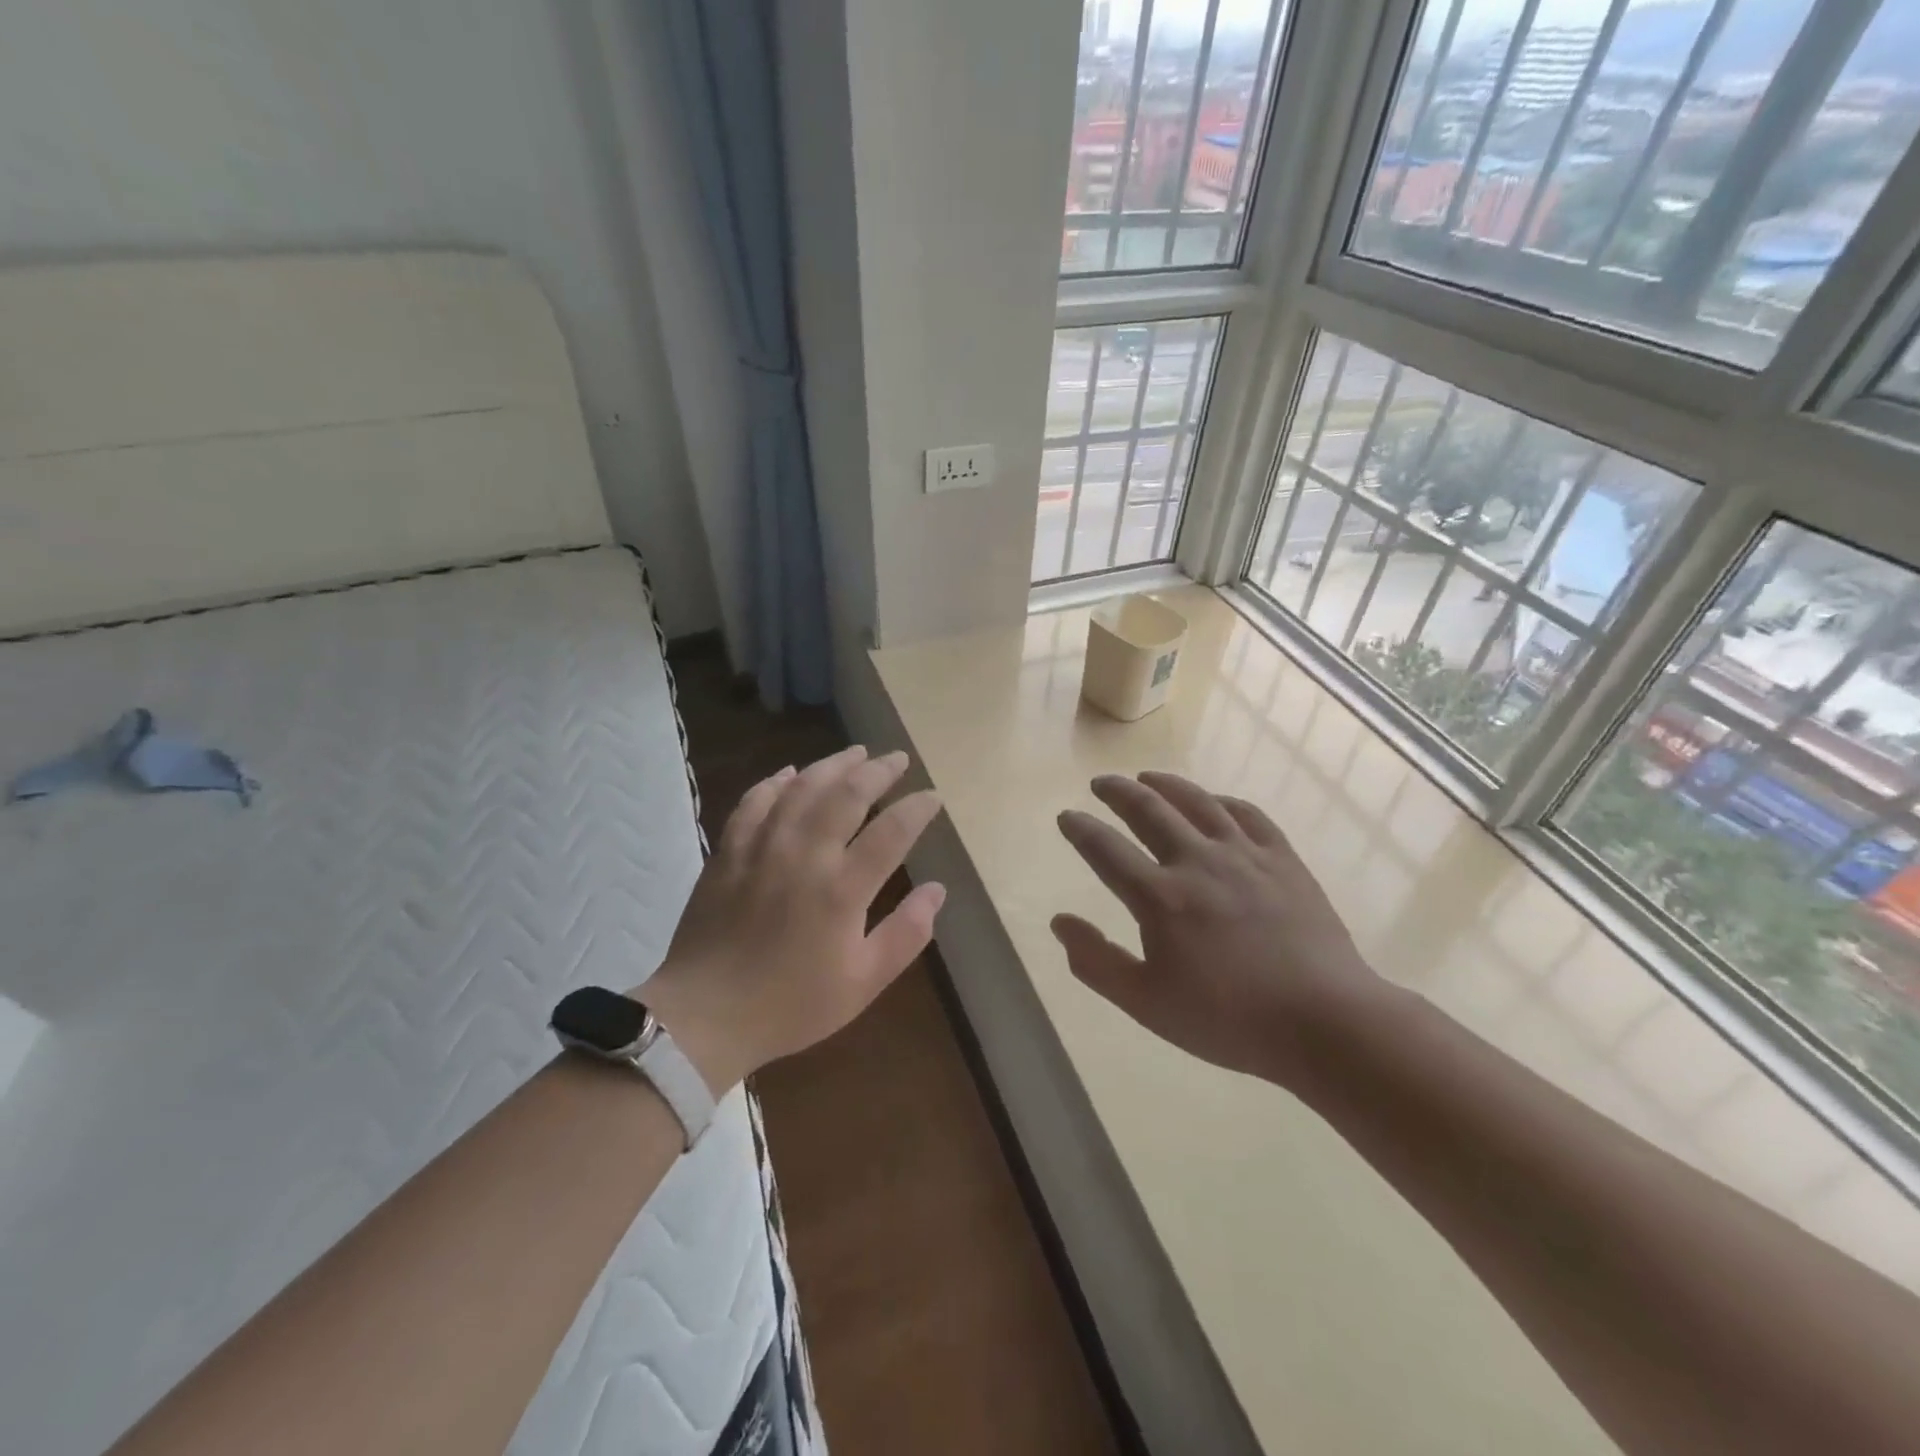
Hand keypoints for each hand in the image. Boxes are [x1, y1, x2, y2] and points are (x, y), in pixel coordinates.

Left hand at [640, 746, 945, 1094]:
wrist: (704, 1016)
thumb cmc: (791, 1004)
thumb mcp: (863, 983)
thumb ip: (906, 933)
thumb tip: (937, 889)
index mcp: (842, 890)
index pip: (891, 832)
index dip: (917, 809)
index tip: (932, 797)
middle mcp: (804, 856)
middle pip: (847, 795)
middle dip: (878, 771)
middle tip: (898, 758)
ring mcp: (762, 848)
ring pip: (802, 788)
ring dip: (833, 765)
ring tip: (856, 753)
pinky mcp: (729, 852)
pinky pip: (754, 801)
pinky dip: (776, 782)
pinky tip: (791, 773)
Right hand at [1053, 771, 1386, 1085]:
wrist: (1325, 1021)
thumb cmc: (1229, 1019)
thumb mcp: (1147, 1004)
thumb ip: (1097, 962)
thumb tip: (1059, 922)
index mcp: (1160, 898)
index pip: (1106, 850)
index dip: (1081, 829)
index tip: (1067, 816)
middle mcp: (1197, 862)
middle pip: (1149, 811)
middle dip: (1118, 792)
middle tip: (1101, 783)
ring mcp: (1244, 856)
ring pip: (1198, 802)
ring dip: (1166, 784)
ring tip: (1147, 776)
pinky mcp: (1283, 860)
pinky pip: (1248, 815)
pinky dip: (1223, 801)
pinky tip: (1215, 801)